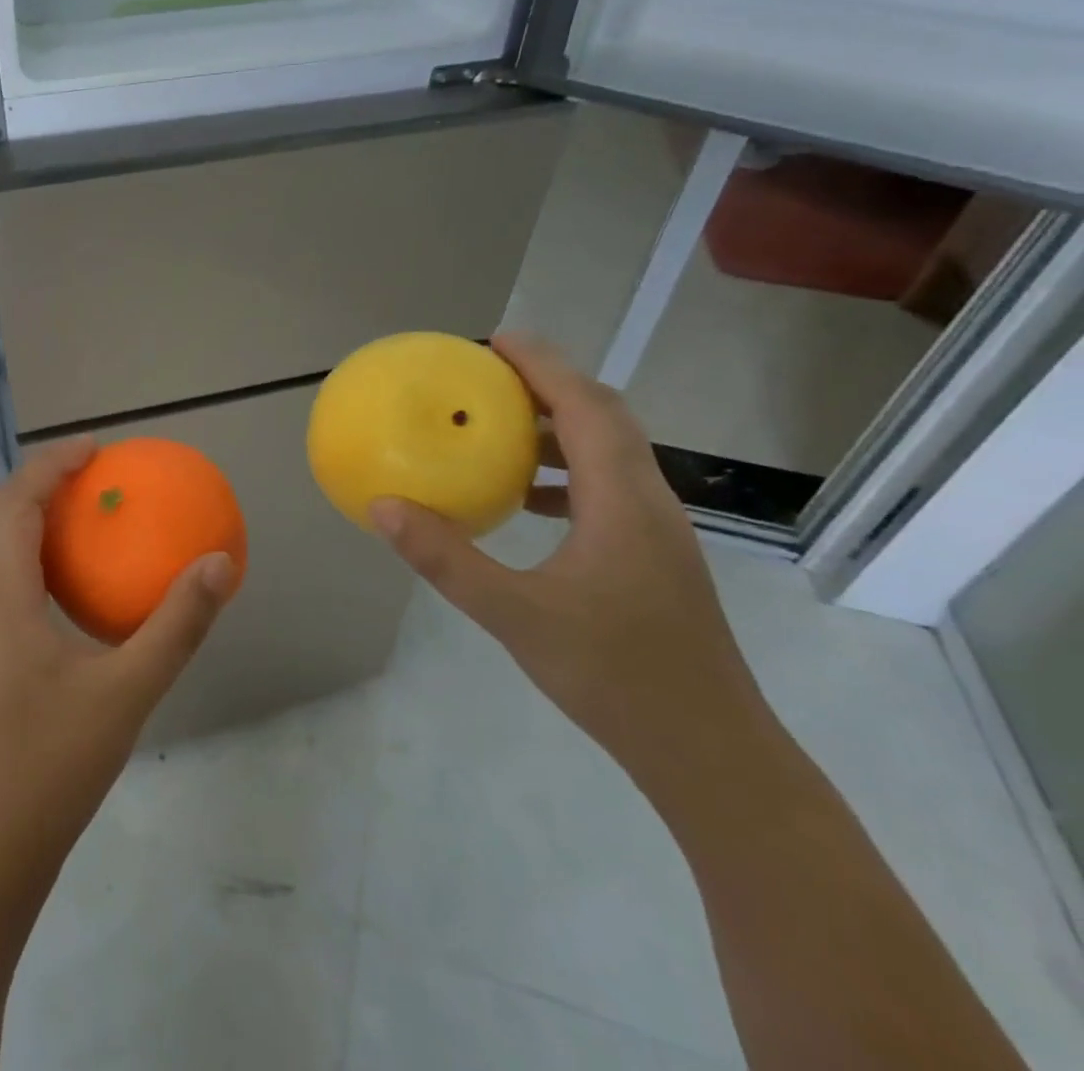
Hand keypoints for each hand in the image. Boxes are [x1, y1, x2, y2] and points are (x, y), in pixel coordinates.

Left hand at [0, 435, 235, 871]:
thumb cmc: (50, 761)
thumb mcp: (127, 689)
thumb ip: (177, 624)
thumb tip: (219, 564)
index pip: (15, 501)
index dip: (51, 465)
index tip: (95, 450)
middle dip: (40, 484)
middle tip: (93, 477)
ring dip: (30, 520)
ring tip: (83, 520)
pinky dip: (30, 559)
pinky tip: (69, 591)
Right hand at [369, 333, 770, 778]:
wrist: (711, 753)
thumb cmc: (616, 677)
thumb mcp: (515, 615)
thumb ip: (446, 559)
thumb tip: (382, 507)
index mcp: (623, 502)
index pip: (587, 407)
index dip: (543, 365)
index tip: (496, 340)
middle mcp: (648, 502)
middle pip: (605, 417)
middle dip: (550, 384)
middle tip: (490, 375)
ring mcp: (656, 530)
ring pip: (611, 452)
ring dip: (559, 427)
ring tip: (500, 427)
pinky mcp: (652, 556)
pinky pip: (607, 488)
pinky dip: (566, 472)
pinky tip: (527, 500)